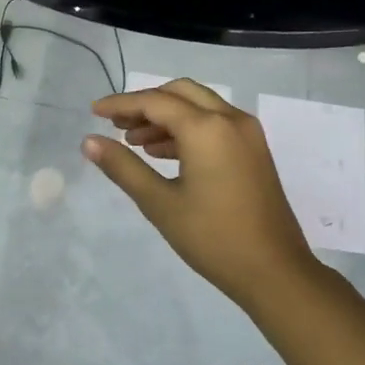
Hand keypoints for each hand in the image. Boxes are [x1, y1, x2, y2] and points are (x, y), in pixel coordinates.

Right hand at [81, 78, 315, 309]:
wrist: (274, 271)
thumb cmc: (212, 237)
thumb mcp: (160, 203)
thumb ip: (123, 167)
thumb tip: (89, 142)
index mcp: (207, 128)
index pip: (155, 102)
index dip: (121, 104)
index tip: (93, 112)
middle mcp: (230, 120)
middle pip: (180, 93)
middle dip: (145, 103)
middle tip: (115, 124)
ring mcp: (247, 134)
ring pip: (199, 107)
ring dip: (165, 117)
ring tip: (133, 141)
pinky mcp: (254, 151)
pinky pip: (215, 124)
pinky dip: (187, 129)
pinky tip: (162, 153)